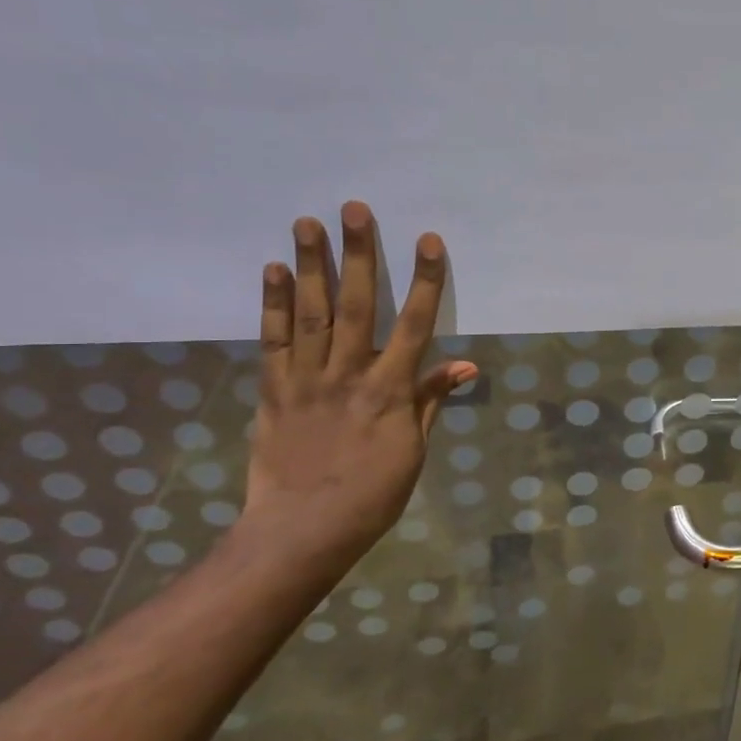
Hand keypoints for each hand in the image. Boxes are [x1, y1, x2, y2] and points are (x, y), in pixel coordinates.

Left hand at [240, 201, 476, 573]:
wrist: (303, 531)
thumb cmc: (372, 494)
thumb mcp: (414, 450)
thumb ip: (432, 400)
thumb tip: (468, 366)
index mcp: (389, 391)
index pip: (414, 325)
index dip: (423, 281)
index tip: (428, 242)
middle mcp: (348, 375)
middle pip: (355, 306)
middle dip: (358, 255)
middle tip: (355, 209)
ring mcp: (306, 380)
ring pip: (310, 314)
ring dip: (311, 265)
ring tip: (308, 222)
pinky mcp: (274, 391)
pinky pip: (273, 341)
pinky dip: (274, 304)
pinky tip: (275, 270)